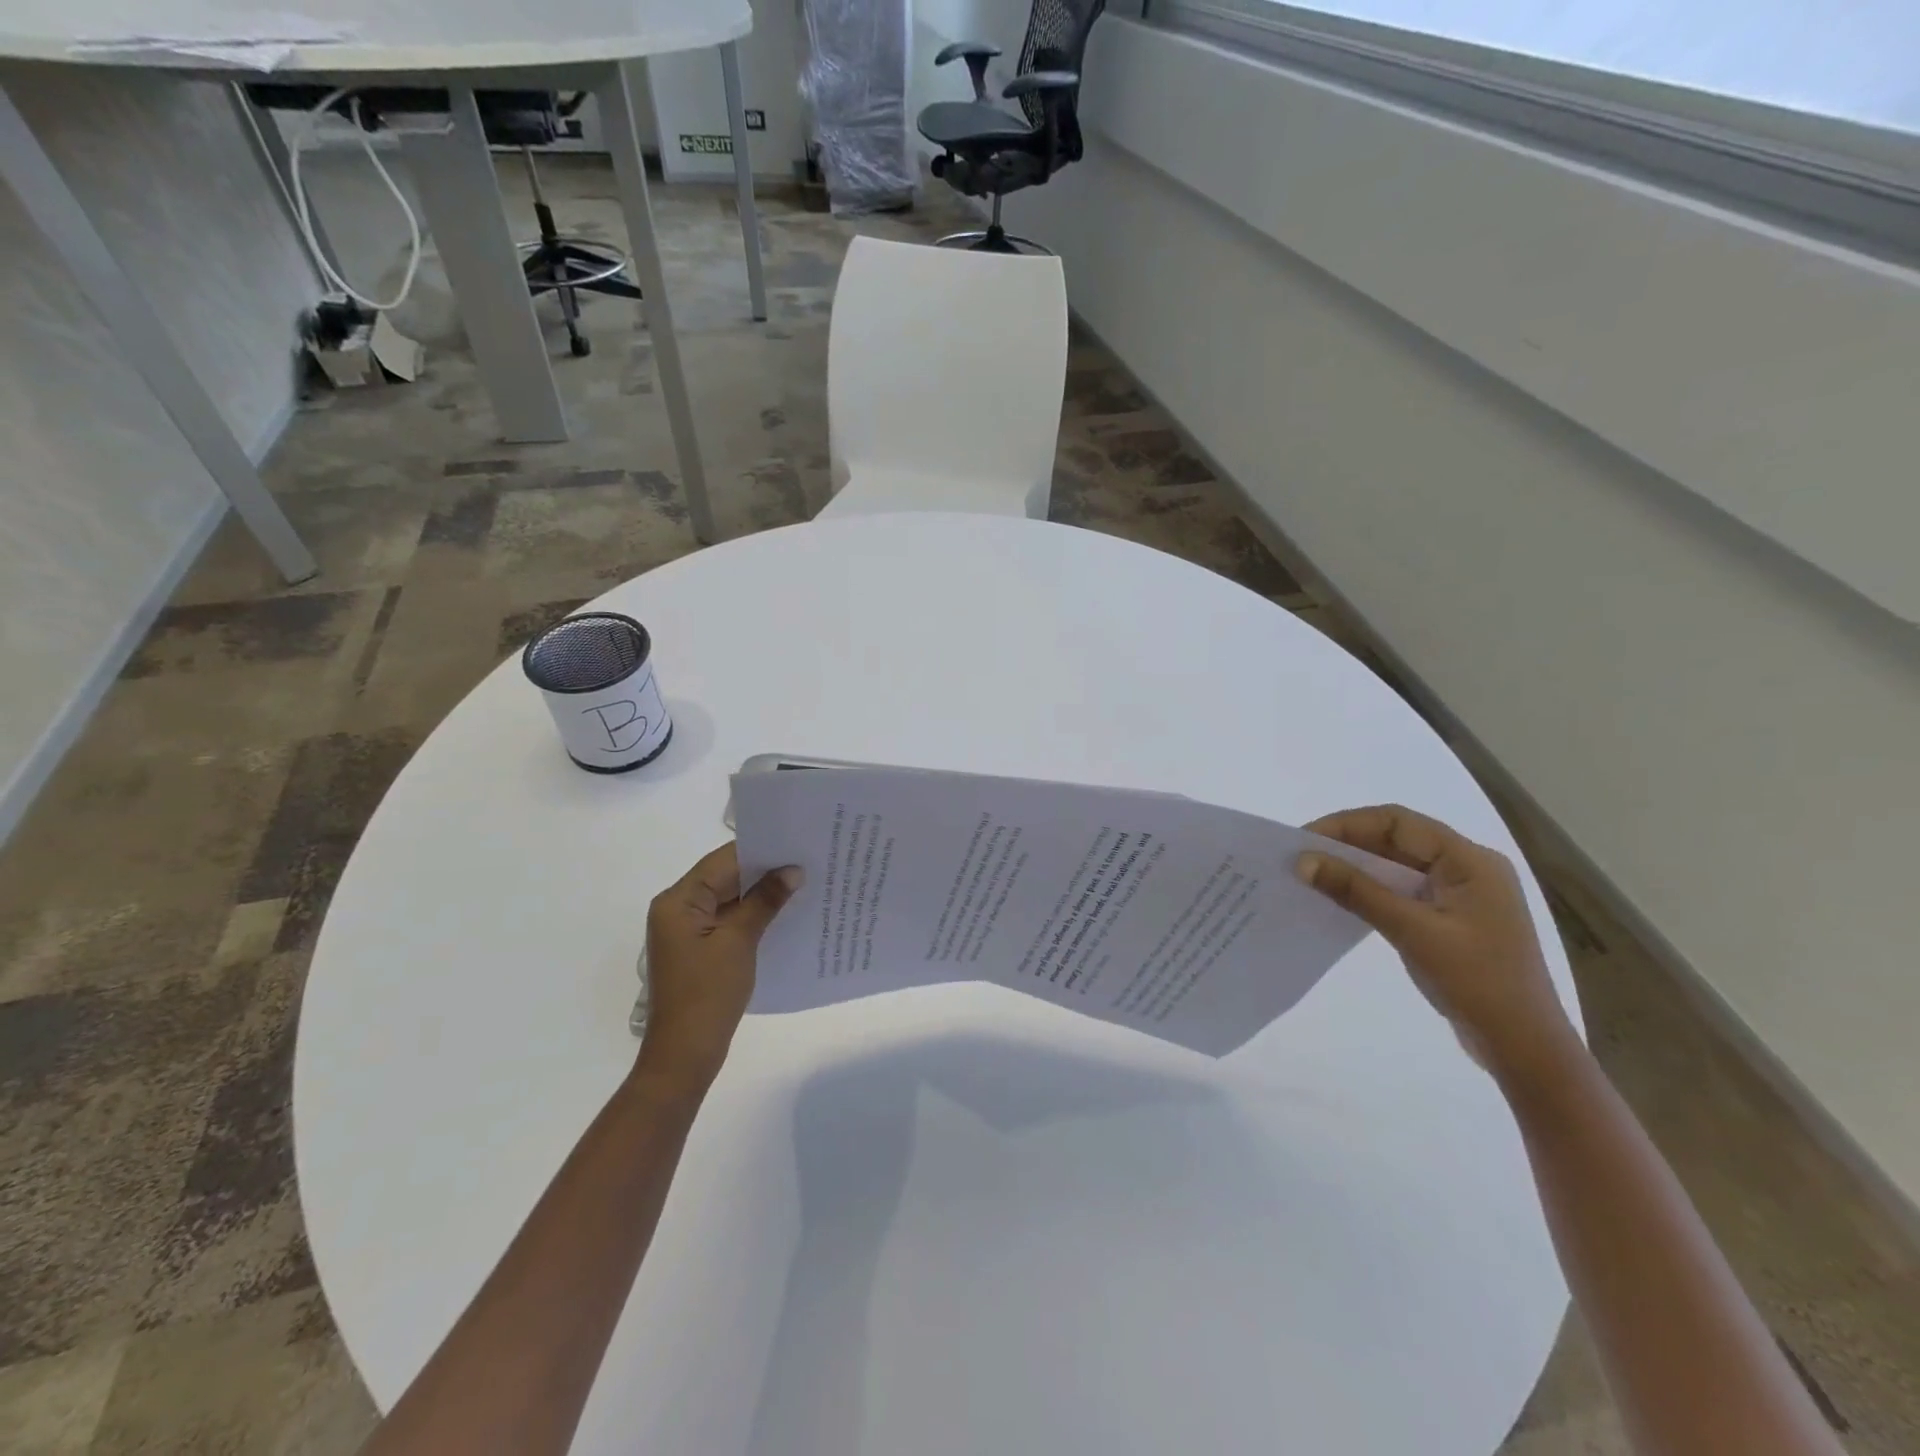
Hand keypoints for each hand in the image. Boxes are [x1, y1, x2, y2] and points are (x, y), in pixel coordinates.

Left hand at [638, 844, 800, 1091]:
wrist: (685, 1055)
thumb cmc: (708, 994)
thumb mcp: (739, 941)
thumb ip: (765, 901)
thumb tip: (793, 871)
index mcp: (678, 900)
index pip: (723, 860)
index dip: (761, 850)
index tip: (798, 843)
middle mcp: (678, 908)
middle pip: (725, 876)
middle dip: (765, 870)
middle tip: (808, 860)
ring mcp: (687, 930)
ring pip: (730, 898)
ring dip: (761, 893)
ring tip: (804, 882)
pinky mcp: (699, 948)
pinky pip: (729, 919)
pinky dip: (754, 914)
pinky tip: (784, 913)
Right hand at [1295, 805, 1576, 1083]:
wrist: (1524, 1048)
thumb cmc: (1477, 982)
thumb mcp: (1412, 931)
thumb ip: (1357, 891)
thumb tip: (1302, 860)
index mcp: (1470, 860)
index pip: (1398, 822)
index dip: (1347, 824)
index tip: (1304, 839)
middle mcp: (1468, 868)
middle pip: (1398, 839)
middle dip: (1348, 843)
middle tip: (1300, 856)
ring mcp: (1460, 894)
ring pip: (1398, 864)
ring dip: (1357, 867)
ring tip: (1313, 875)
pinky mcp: (1450, 919)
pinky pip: (1403, 890)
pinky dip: (1371, 889)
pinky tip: (1342, 899)